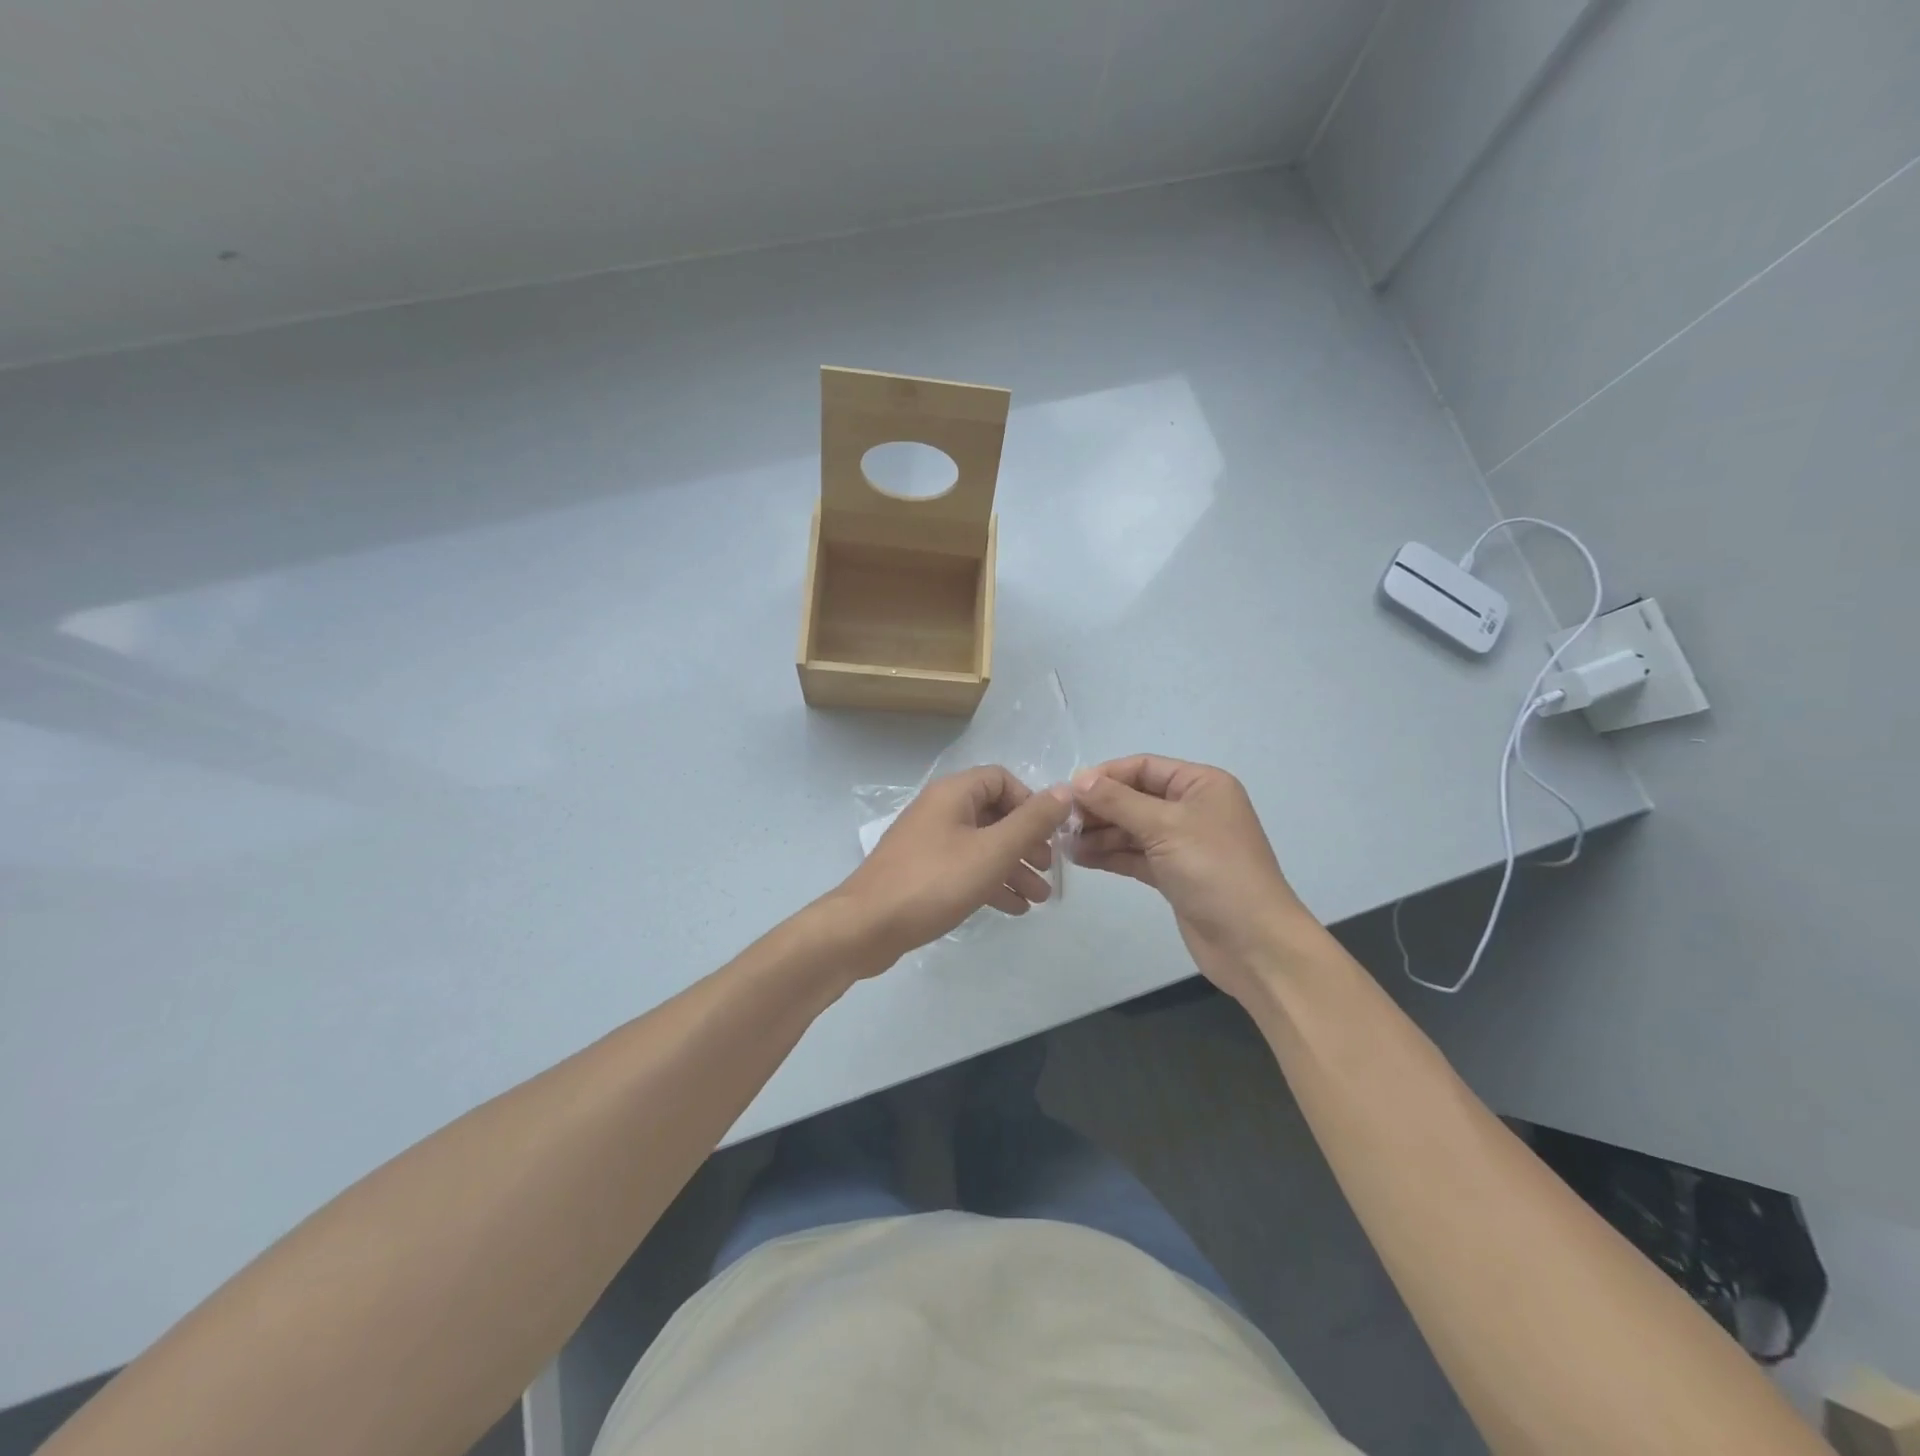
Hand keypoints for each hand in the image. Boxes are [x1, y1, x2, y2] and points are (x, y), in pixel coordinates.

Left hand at [830, 765, 1073, 970]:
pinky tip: (1013, 908)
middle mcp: (940, 810)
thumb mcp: (992, 851)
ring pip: (981, 846)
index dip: (1030, 803)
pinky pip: (965, 868)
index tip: (1049, 834)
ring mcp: (928, 842)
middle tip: (1049, 870)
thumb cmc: (934, 882)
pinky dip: (990, 882)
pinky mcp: (922, 872)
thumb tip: (1065, 791)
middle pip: (994, 815)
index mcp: (954, 794)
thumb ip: (1032, 822)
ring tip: (1040, 899)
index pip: (1002, 780)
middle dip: (1026, 842)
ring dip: (1013, 868)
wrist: (866, 926)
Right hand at [1071, 755, 1315, 1002]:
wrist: (1253, 943)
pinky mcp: (1174, 874)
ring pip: (1131, 828)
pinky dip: (1109, 855)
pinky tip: (1080, 858)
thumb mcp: (1165, 827)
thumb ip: (1118, 801)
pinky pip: (1135, 855)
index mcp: (1201, 784)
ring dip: (1099, 833)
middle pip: (1134, 797)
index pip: (1143, 767)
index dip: (1105, 776)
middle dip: (1098, 807)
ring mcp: (1183, 843)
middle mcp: (1192, 808)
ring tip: (1062, 843)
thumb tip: (1078, 780)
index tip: (1066, 792)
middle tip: (1059, 821)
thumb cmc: (1214, 871)